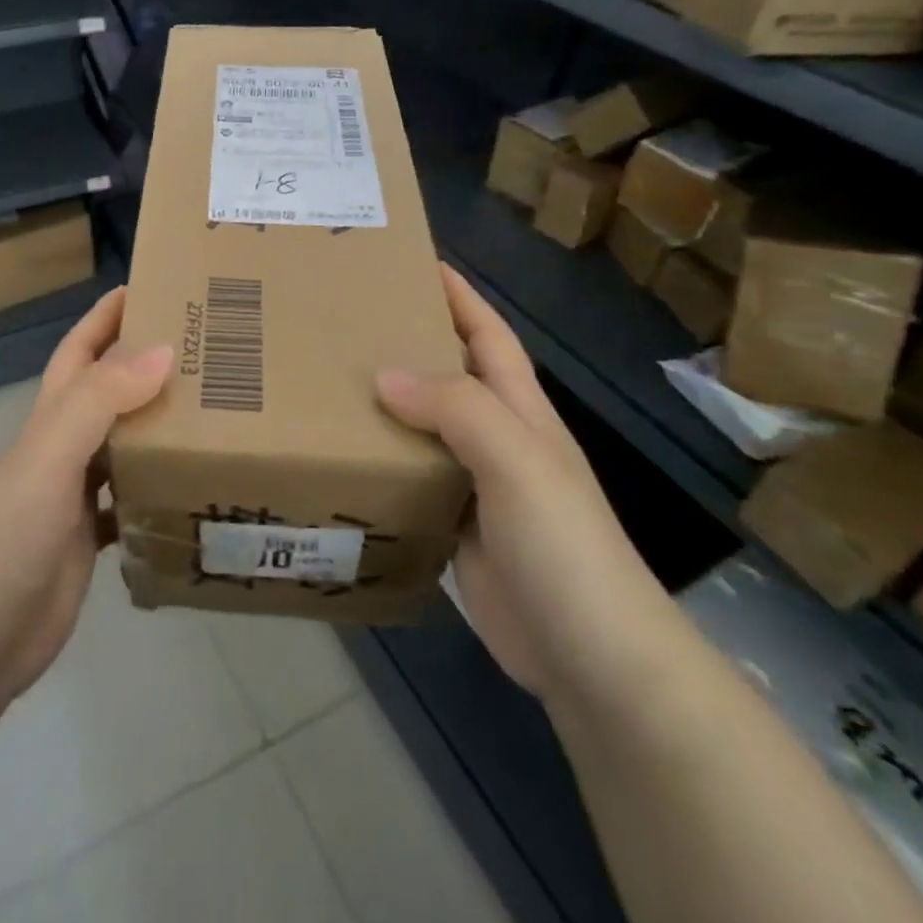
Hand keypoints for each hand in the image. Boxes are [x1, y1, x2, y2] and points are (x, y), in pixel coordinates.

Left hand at [0, 287, 170, 703]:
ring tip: (218, 410)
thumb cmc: (10, 532)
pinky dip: (161, 488)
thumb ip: (102, 399)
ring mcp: (77, 494)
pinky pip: (134, 500)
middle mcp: (65, 446)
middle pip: (110, 391)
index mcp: (53, 416)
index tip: (153, 286)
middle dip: (149, 364)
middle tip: (209, 350)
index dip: (108, 315)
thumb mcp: (52, 453)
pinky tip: (195, 486)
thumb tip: (165, 348)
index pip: (81, 349)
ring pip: (127, 443)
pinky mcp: (92, 538)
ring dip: (161, 425)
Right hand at [376, 266, 675, 703]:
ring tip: (329, 383)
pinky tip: (343, 457)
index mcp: (520, 411)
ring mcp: (477, 487)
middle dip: (407, 343)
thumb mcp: (516, 460)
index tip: (410, 262)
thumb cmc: (563, 545)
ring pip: (424, 429)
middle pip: (449, 376)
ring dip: (386, 405)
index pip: (487, 334)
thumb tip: (383, 375)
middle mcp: (498, 440)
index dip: (457, 295)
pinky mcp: (455, 529)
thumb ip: (455, 409)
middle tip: (344, 323)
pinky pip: (412, 480)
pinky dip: (383, 463)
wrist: (593, 659)